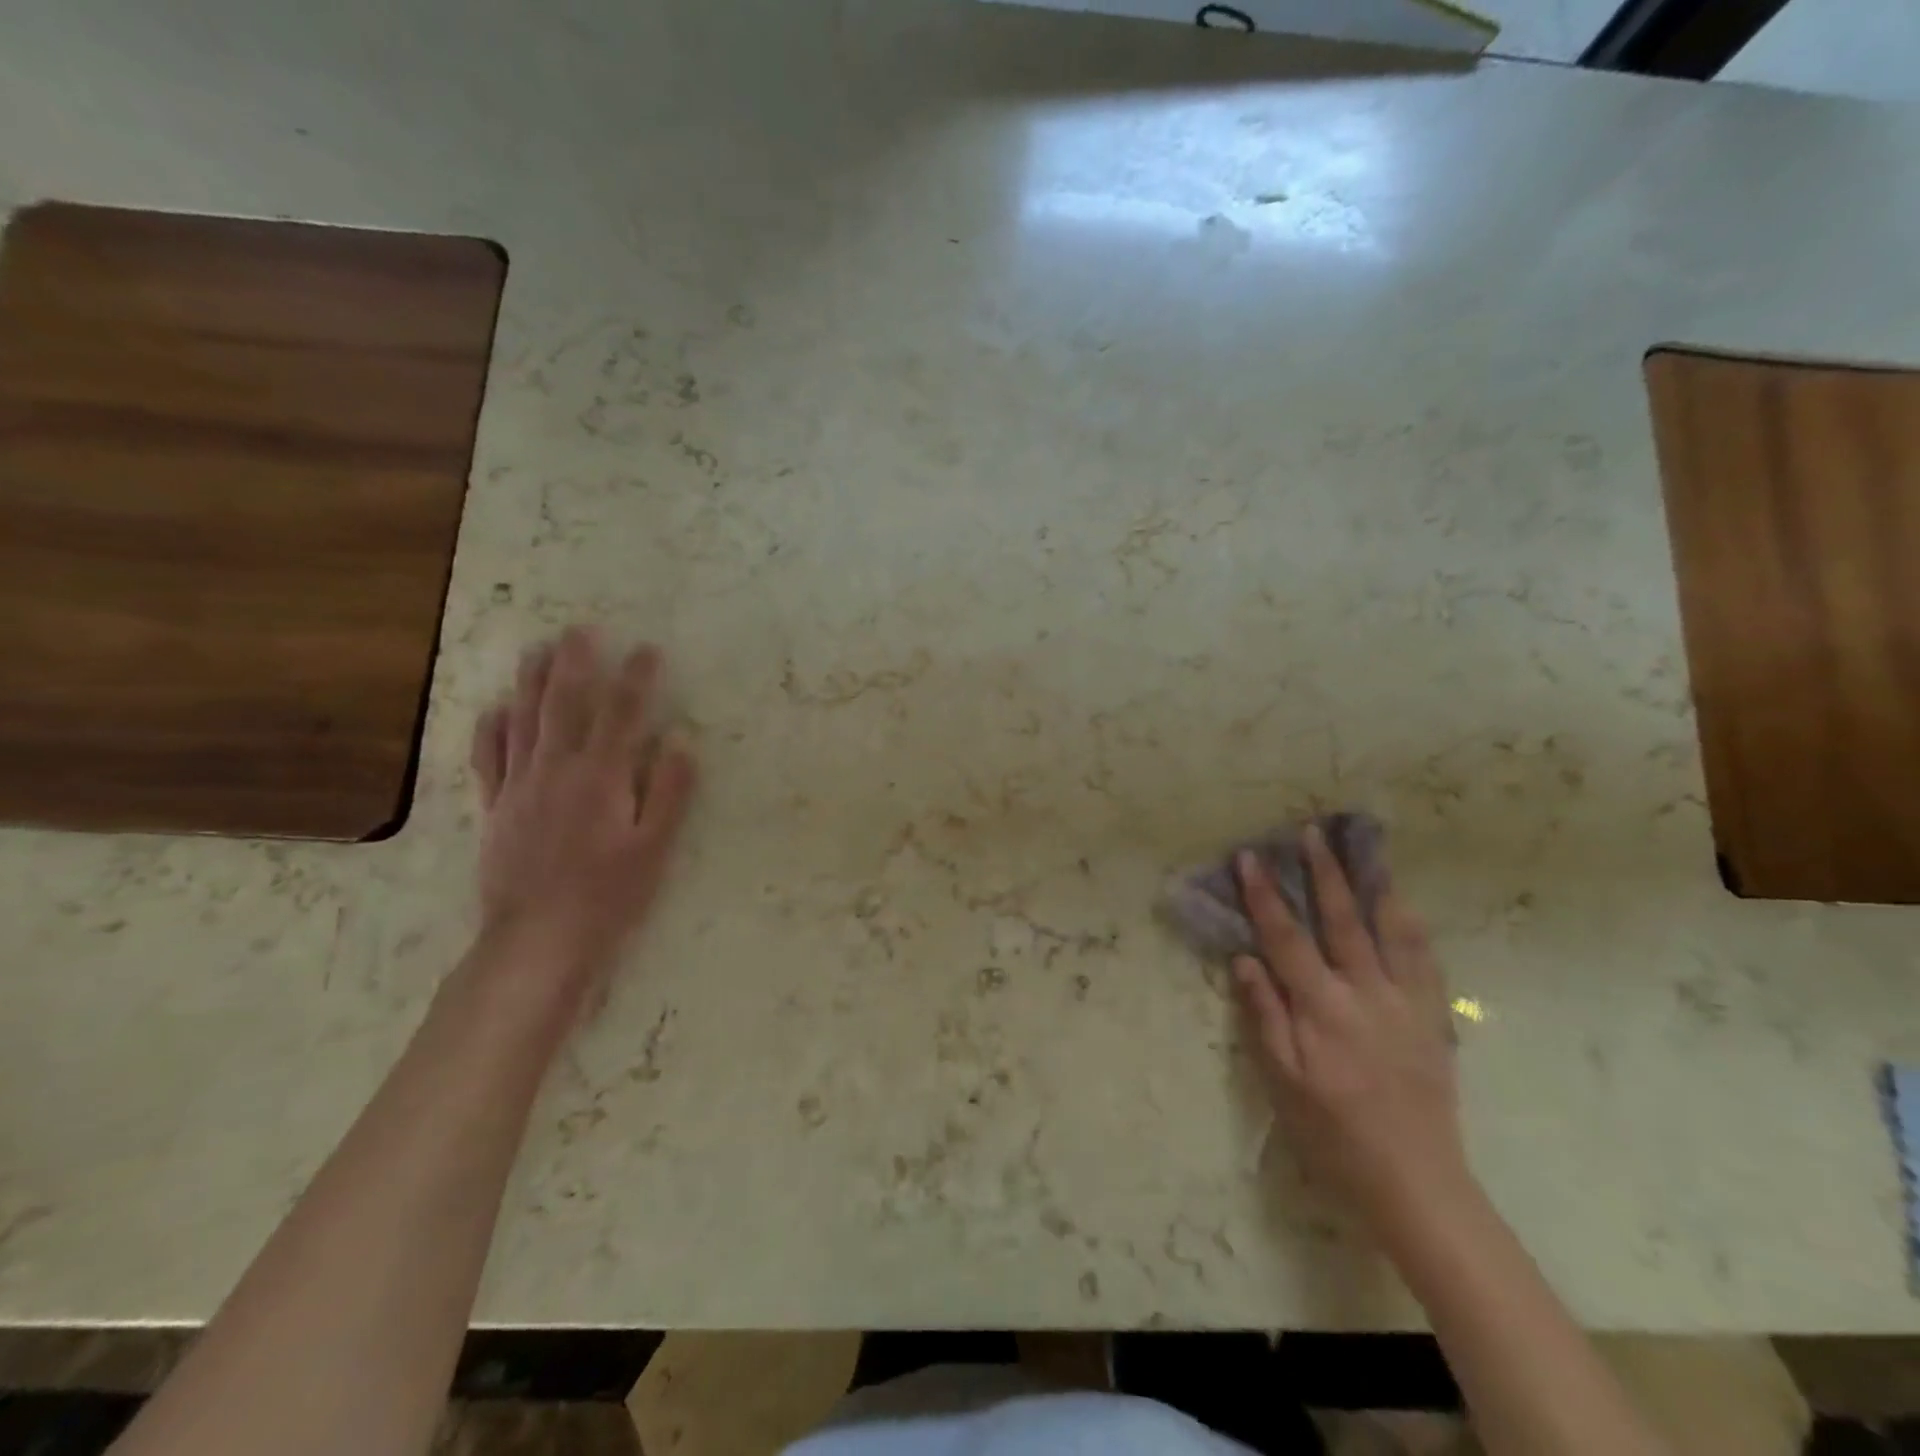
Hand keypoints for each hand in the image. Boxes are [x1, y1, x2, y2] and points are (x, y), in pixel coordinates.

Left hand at [468, 627, 696, 999]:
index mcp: (601, 778)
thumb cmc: (608, 895)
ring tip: (538, 649)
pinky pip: (489, 758)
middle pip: (565, 705)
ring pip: (524, 721)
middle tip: (581, 629)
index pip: (622, 715)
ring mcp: (519, 787)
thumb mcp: (654, 848)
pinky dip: (492, 729)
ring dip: (532, 682)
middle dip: (576, 664)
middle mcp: (556, 770)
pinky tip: (495, 709)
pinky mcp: (496, 808)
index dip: (636, 679)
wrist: (537, 939)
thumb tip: (680, 741)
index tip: (648, 650)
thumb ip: (668, 792)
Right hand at [1233, 828, 1467, 1238]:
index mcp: (1322, 1009)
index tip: (1250, 857)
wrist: (1415, 1183)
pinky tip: (1404, 905)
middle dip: (1322, 873)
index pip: (1286, 938)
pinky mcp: (1432, 1018)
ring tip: (1364, 850)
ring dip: (1372, 885)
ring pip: (1390, 931)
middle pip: (1340, 920)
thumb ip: (1264, 1016)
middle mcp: (1365, 994)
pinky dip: (1412, 925)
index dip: (1265, 895)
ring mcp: (1406, 1003)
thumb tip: (1245, 959)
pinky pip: (1425, 960)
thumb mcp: (1283, 1082)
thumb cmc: (1333, 1134)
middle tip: (1310, 832)